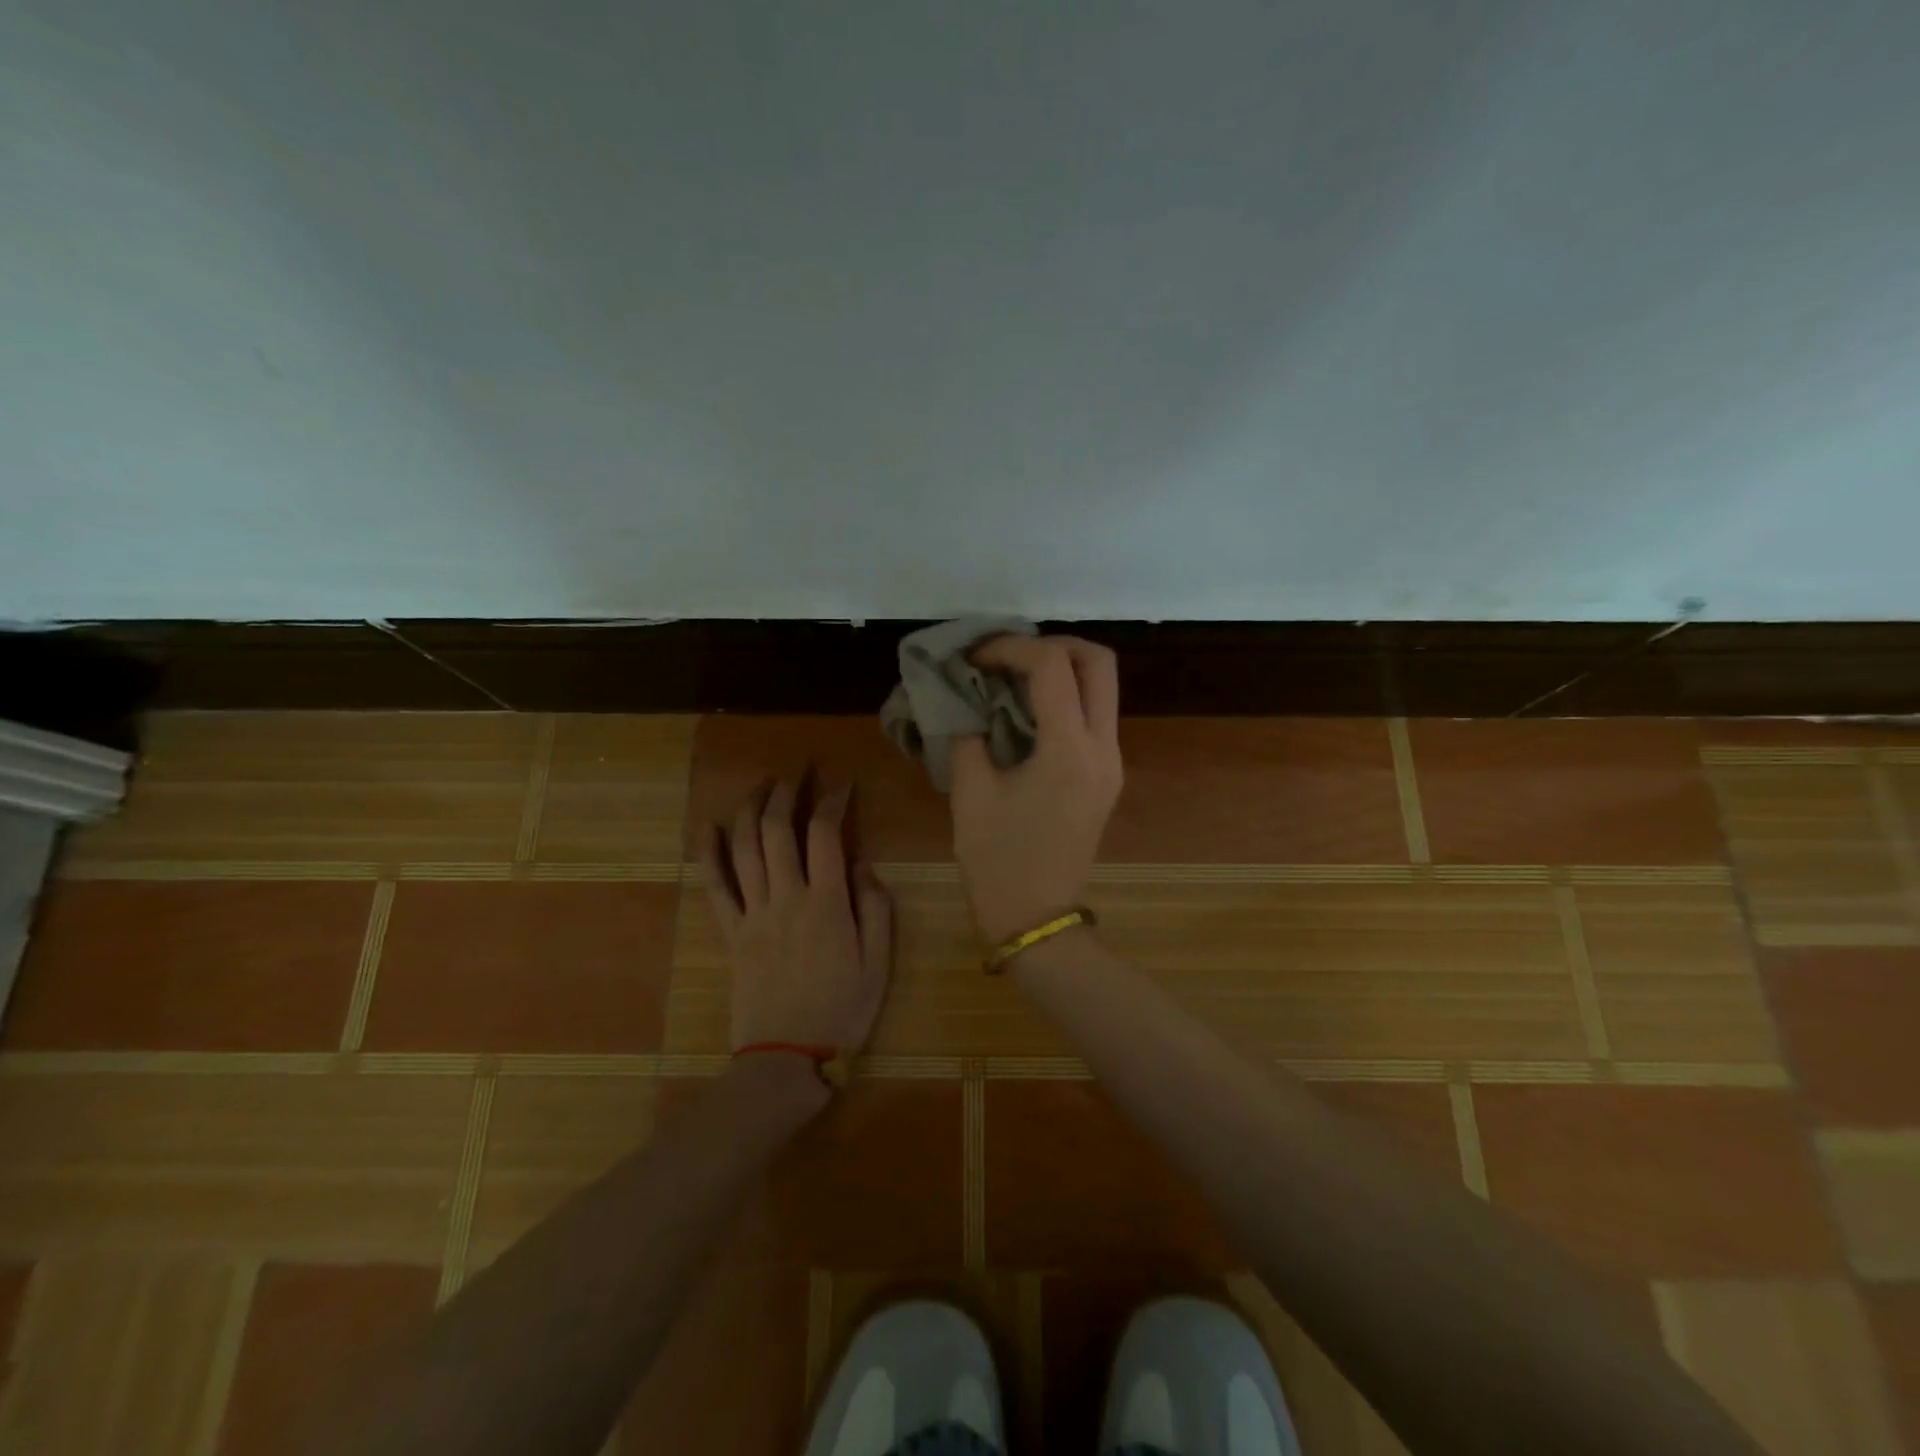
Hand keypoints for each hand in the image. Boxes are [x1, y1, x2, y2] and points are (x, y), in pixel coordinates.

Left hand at [696, 779, 894, 1055]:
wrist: (787, 1058)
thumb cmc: (842, 1010)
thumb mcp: (879, 963)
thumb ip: (875, 908)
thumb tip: (862, 863)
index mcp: (827, 903)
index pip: (826, 834)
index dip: (833, 800)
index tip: (842, 781)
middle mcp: (786, 897)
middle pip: (779, 828)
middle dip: (788, 790)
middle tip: (798, 770)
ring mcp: (753, 913)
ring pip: (745, 847)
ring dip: (752, 808)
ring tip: (763, 784)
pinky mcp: (730, 932)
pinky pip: (714, 885)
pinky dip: (710, 852)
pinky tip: (710, 826)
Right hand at [950, 635, 1123, 942]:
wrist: (1037, 919)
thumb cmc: (998, 861)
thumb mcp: (970, 793)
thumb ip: (968, 734)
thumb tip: (966, 701)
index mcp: (1069, 750)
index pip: (1052, 666)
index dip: (1010, 647)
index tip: (974, 657)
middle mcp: (1103, 748)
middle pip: (1099, 663)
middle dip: (1053, 644)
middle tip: (1008, 655)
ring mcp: (1111, 762)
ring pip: (1102, 687)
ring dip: (1061, 669)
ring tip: (1011, 677)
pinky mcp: (1106, 776)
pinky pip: (1093, 715)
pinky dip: (1064, 697)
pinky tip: (1024, 709)